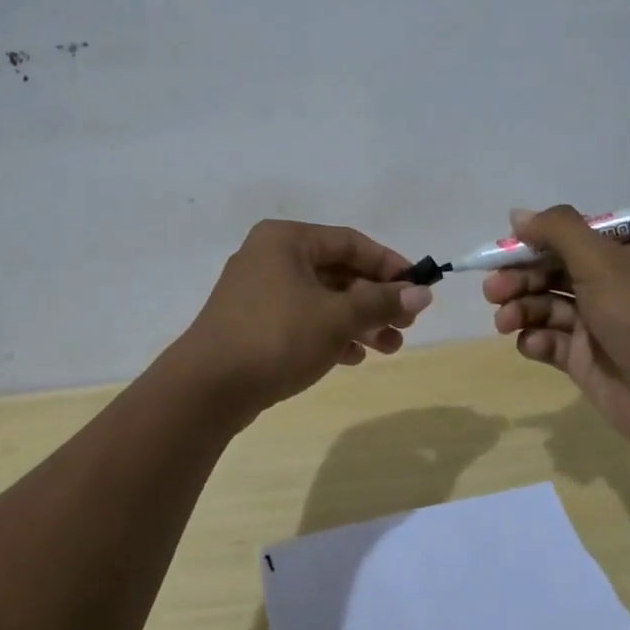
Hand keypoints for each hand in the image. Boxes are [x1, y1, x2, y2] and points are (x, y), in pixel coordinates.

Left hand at [172, 220, 432, 424]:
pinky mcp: (252, 323)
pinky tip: (352, 357)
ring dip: (358, 321)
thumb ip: (381, 301)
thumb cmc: (276, 337)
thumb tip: (423, 292)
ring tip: (388, 348)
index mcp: (286, 239)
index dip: (389, 264)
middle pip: (337, 271)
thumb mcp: (337, 317)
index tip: (418, 289)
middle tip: (405, 326)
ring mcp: (258, 291)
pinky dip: (330, 334)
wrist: (206, 389)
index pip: (350, 242)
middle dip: (375, 300)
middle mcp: (270, 256)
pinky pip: (302, 319)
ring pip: (321, 299)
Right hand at [484, 205, 629, 453]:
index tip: (505, 248)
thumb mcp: (600, 259)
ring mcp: (597, 323)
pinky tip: (533, 345)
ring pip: (546, 306)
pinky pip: (550, 341)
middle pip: (552, 271)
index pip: (571, 236)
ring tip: (504, 321)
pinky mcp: (585, 359)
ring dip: (521, 309)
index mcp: (624, 253)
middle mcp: (611, 284)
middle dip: (519, 278)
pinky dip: (536, 341)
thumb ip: (557, 230)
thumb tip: (517, 214)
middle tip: (493, 290)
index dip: (535, 241)